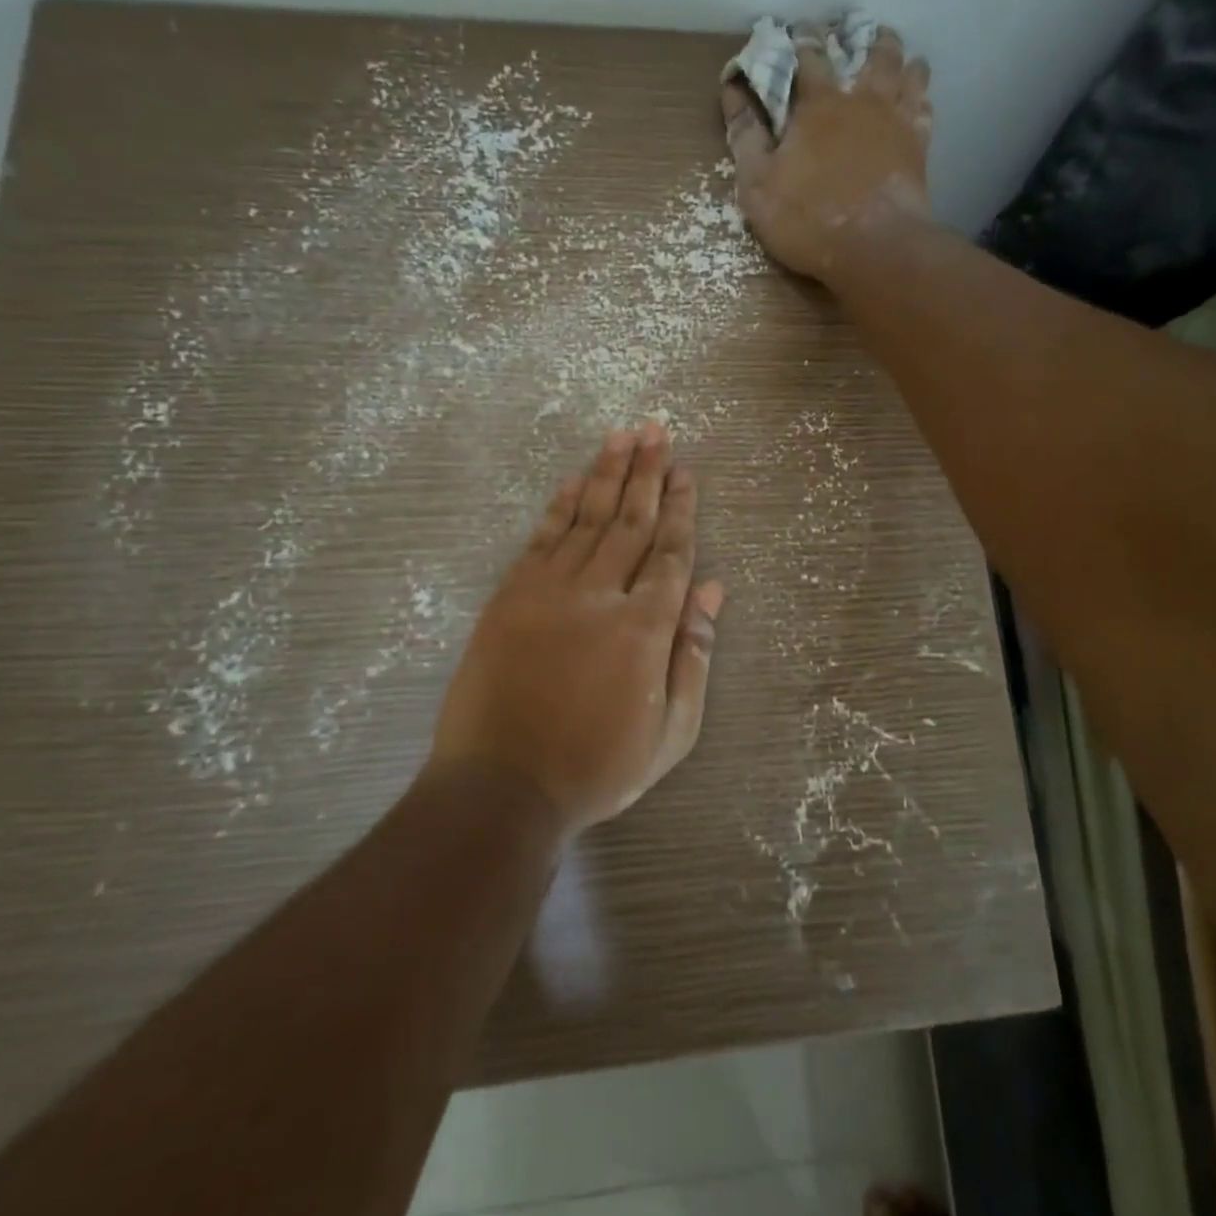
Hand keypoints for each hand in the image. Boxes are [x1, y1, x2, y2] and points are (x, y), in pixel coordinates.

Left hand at [430, 424, 722, 835]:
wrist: (501, 786)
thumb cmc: (597, 766)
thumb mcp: (671, 730)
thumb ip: (694, 655)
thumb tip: (714, 591)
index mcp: (645, 627)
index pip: (670, 553)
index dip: (680, 509)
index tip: (685, 472)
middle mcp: (600, 594)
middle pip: (631, 521)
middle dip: (648, 472)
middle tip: (658, 429)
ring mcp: (549, 590)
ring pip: (587, 518)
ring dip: (607, 473)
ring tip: (623, 434)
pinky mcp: (511, 596)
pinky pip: (541, 538)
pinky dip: (560, 505)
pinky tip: (574, 478)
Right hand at [719, 26, 934, 283]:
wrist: (874, 248)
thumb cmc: (808, 219)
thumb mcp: (757, 186)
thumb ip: (745, 137)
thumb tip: (732, 91)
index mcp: (818, 104)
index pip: (808, 55)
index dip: (801, 39)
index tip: (797, 30)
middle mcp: (862, 99)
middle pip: (869, 51)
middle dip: (858, 36)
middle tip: (854, 32)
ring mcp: (896, 120)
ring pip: (905, 69)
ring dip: (897, 55)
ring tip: (892, 52)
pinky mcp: (919, 146)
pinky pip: (924, 107)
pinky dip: (919, 94)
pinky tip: (916, 95)